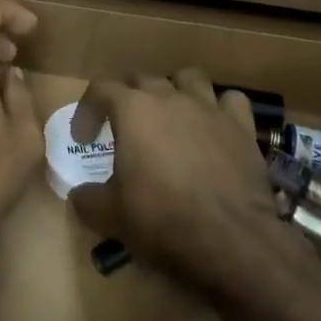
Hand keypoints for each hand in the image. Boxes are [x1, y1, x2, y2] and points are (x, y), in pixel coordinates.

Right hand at [69, 69, 319, 297]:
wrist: (232, 242)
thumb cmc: (163, 220)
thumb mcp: (110, 216)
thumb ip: (87, 199)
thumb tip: (79, 195)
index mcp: (133, 110)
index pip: (100, 89)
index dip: (87, 110)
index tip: (84, 137)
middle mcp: (169, 98)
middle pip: (142, 79)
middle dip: (128, 98)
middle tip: (124, 128)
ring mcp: (209, 108)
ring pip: (188, 78)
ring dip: (174, 91)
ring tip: (171, 116)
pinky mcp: (242, 127)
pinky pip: (230, 101)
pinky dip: (220, 109)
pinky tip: (215, 127)